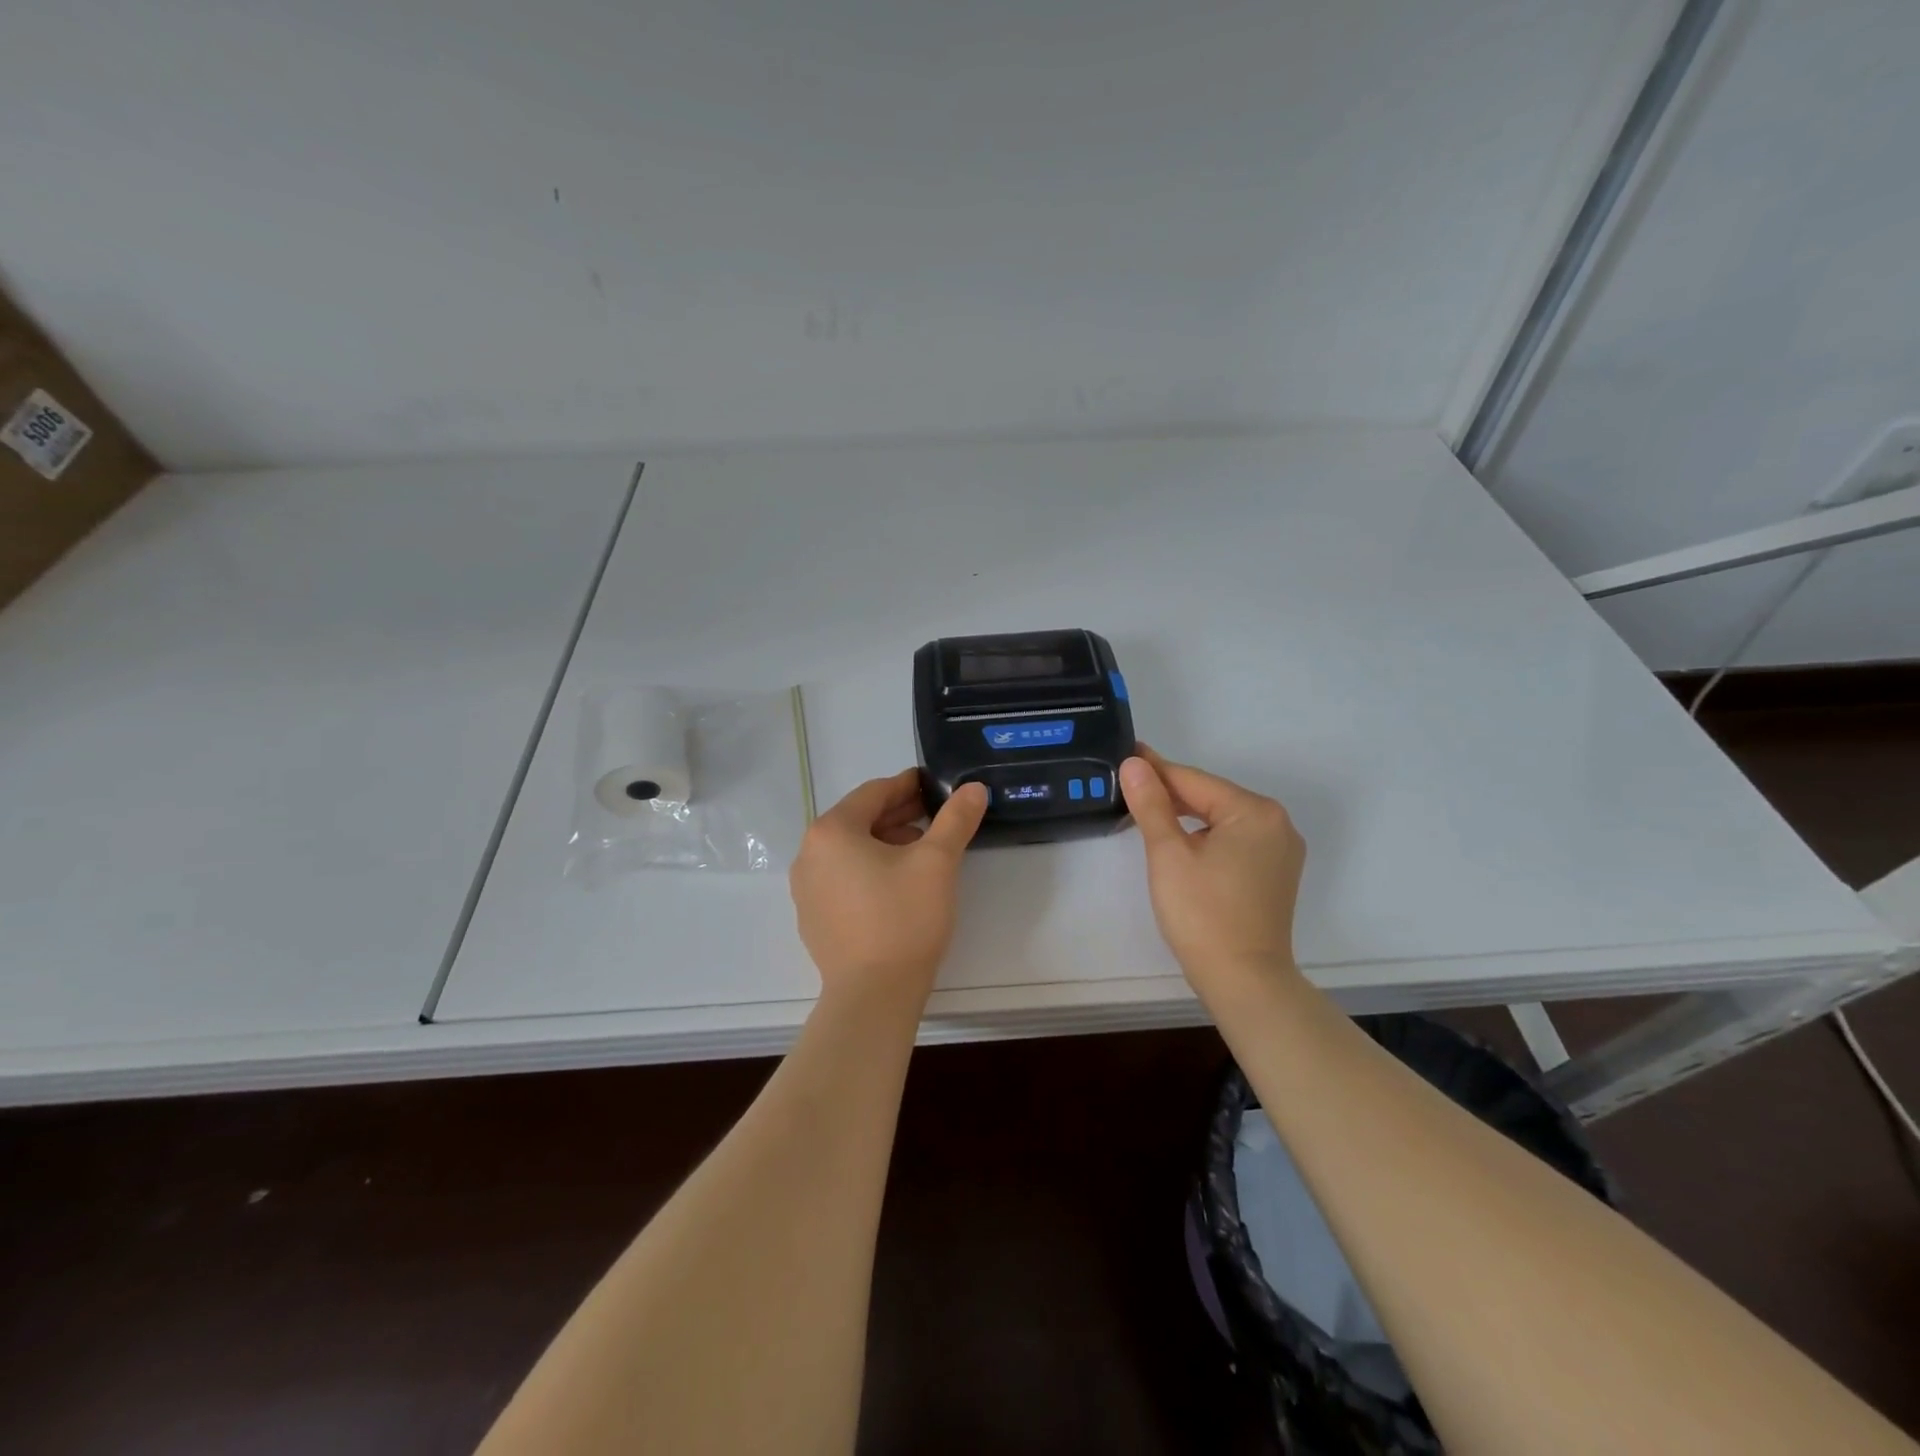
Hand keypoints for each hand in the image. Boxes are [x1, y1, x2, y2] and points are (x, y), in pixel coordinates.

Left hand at [789, 770, 988, 1012]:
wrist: (873, 995)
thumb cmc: (903, 919)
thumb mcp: (937, 862)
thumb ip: (956, 819)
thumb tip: (974, 788)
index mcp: (832, 831)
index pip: (874, 793)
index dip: (908, 785)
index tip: (934, 785)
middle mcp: (809, 854)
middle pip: (859, 820)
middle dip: (899, 815)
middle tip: (936, 816)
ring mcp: (806, 889)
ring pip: (851, 850)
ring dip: (886, 842)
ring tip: (923, 851)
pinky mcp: (813, 918)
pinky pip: (843, 878)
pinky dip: (869, 870)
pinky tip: (898, 885)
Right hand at [1119, 747, 1306, 1001]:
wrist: (1244, 980)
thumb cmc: (1202, 913)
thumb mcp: (1168, 853)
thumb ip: (1151, 804)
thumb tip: (1134, 763)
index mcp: (1254, 811)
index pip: (1193, 780)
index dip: (1155, 770)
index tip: (1126, 755)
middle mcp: (1276, 823)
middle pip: (1211, 797)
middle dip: (1170, 793)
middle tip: (1128, 786)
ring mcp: (1280, 850)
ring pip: (1222, 819)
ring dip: (1186, 815)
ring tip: (1147, 811)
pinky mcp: (1275, 873)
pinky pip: (1235, 840)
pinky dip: (1206, 836)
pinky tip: (1181, 842)